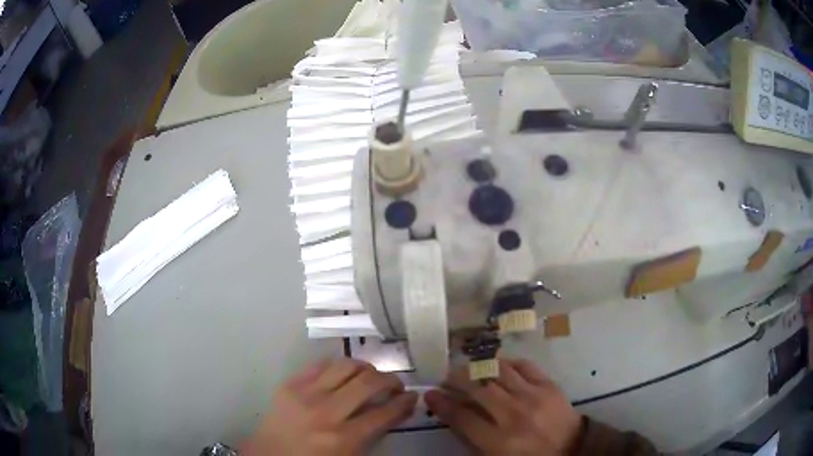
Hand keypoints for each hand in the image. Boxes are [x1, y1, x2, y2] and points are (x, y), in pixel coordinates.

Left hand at [241, 358, 417, 455]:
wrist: (270, 455)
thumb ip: (372, 435)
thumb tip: (394, 410)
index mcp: (343, 439)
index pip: (384, 413)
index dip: (404, 403)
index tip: (412, 397)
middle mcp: (326, 413)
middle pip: (368, 383)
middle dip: (390, 380)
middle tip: (395, 384)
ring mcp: (305, 394)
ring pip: (346, 366)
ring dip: (366, 368)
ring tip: (371, 375)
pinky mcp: (290, 383)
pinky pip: (321, 364)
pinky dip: (339, 366)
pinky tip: (344, 373)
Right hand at [425, 359, 582, 455]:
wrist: (572, 450)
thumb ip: (472, 439)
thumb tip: (453, 415)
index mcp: (498, 440)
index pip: (461, 417)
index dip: (442, 403)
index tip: (431, 394)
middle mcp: (513, 415)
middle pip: (477, 388)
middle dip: (456, 380)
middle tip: (446, 377)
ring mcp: (533, 396)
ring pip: (498, 371)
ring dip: (478, 367)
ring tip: (468, 367)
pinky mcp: (549, 385)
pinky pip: (524, 365)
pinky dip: (507, 362)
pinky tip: (498, 364)